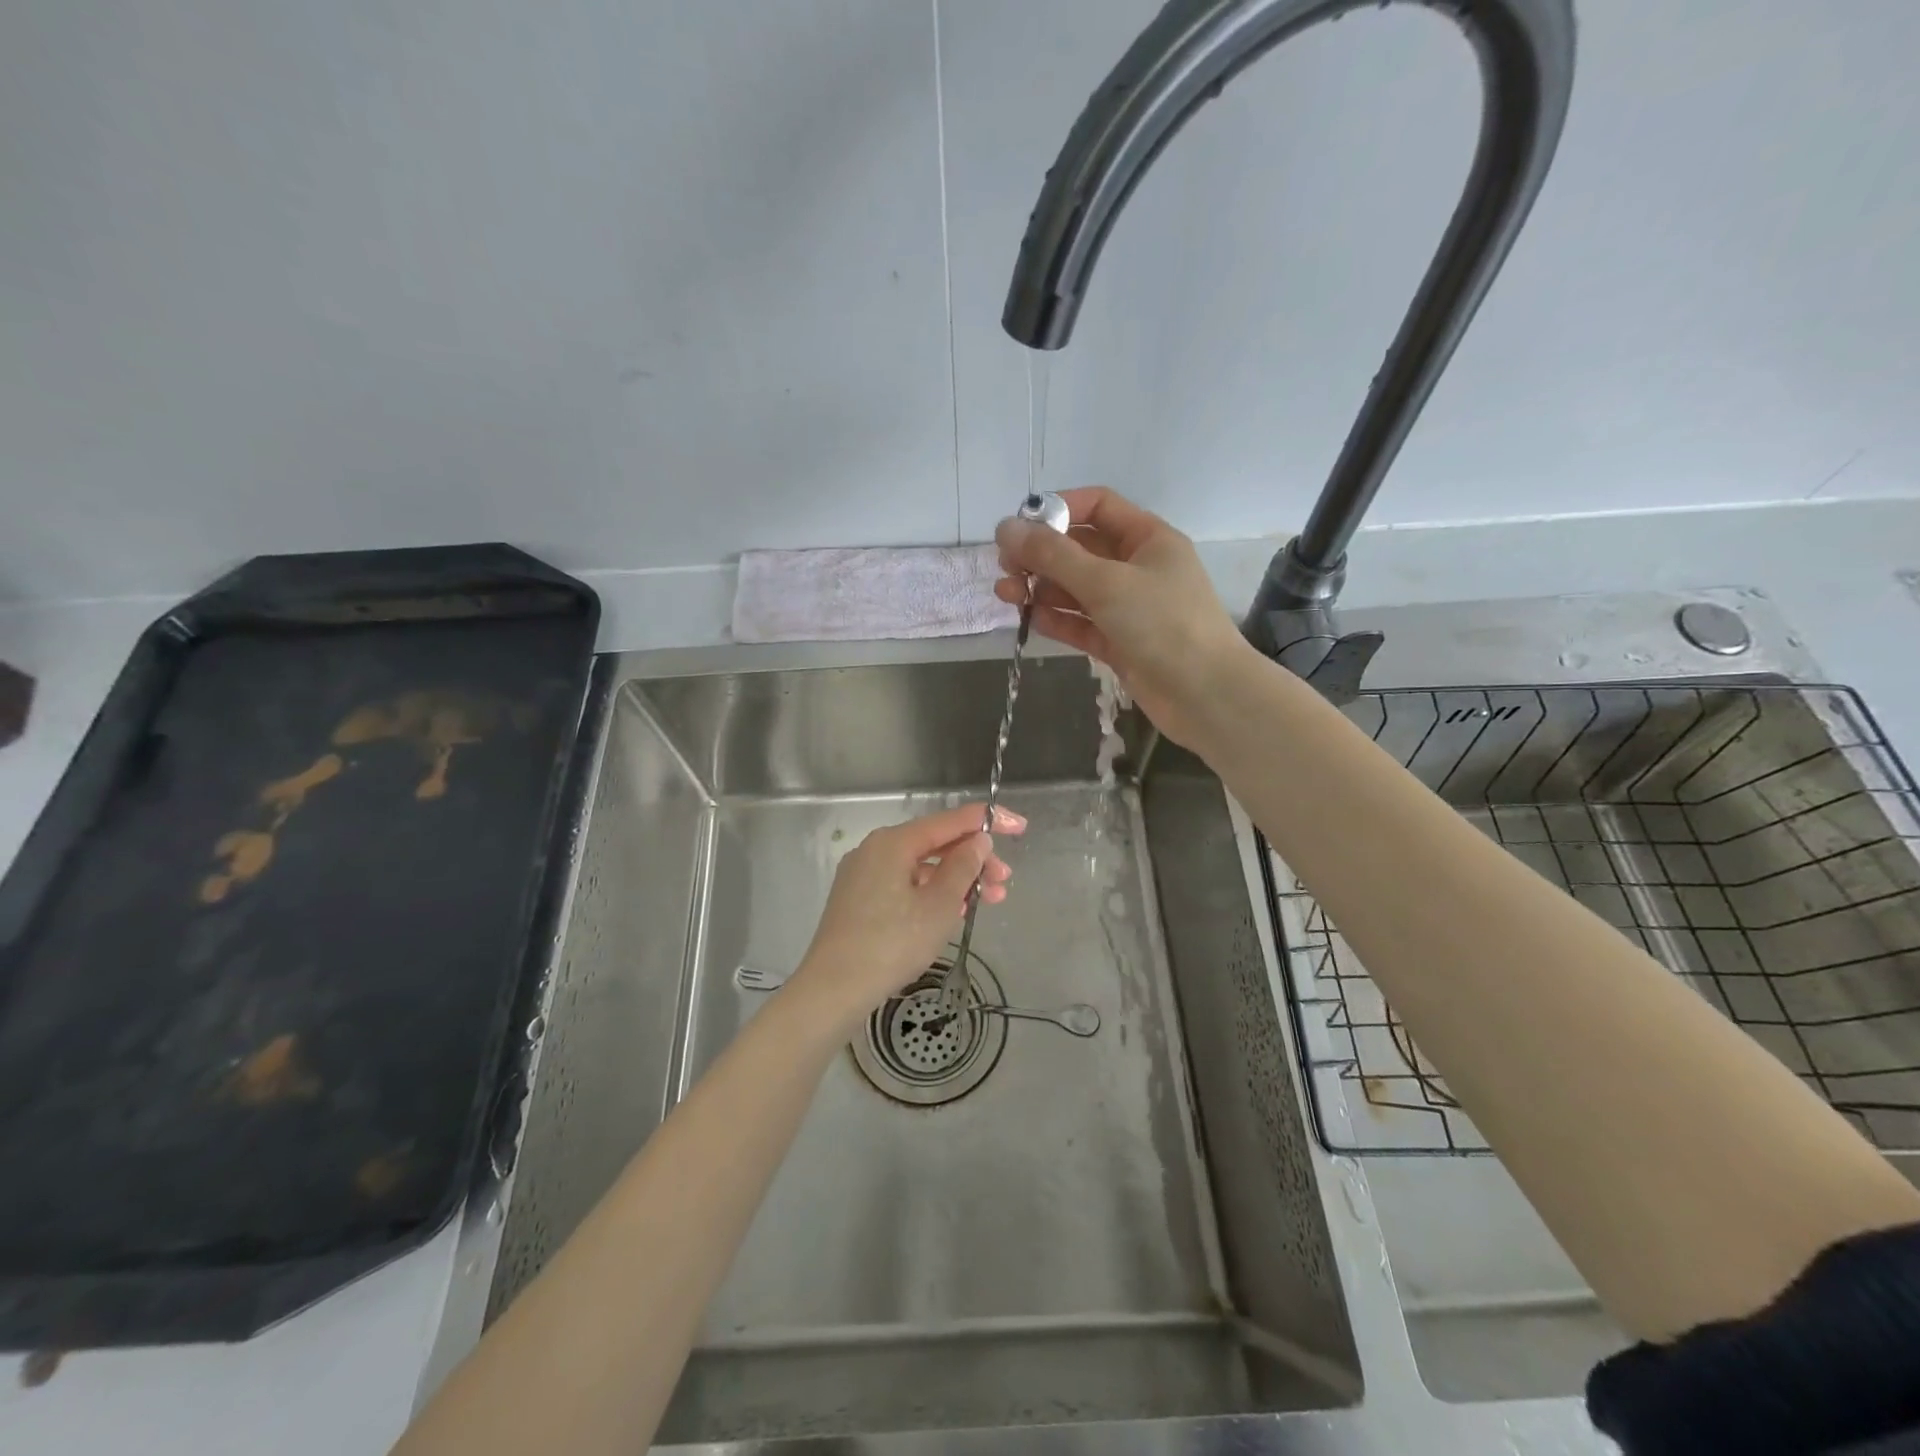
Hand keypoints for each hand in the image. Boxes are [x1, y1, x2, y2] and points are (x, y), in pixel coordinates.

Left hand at [788, 803, 1025, 1029]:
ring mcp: (864, 875)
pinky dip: (933, 893)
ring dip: (957, 879)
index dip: (987, 820)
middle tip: (1004, 882)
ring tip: (990, 901)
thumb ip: (963, 867)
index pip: (949, 820)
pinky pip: (905, 884)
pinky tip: (954, 912)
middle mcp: (876, 849)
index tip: (1020, 827)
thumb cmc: (892, 944)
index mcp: (893, 842)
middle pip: (935, 843)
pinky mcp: (859, 899)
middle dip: (974, 859)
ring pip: (921, 866)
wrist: (834, 990)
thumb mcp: (939, 905)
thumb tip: (978, 840)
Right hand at [995, 487, 1253, 746]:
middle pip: (1081, 549)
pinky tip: (1029, 618)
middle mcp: (1137, 567)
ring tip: (1006, 595)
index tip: (1019, 526)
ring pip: (1076, 589)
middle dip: (1041, 555)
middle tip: (1006, 567)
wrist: (1205, 695)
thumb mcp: (1105, 582)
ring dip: (1041, 588)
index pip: (1097, 507)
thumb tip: (1006, 528)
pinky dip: (1057, 619)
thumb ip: (1053, 556)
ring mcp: (1128, 607)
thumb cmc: (1162, 624)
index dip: (1058, 509)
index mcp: (1147, 538)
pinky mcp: (1120, 642)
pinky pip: (1081, 623)